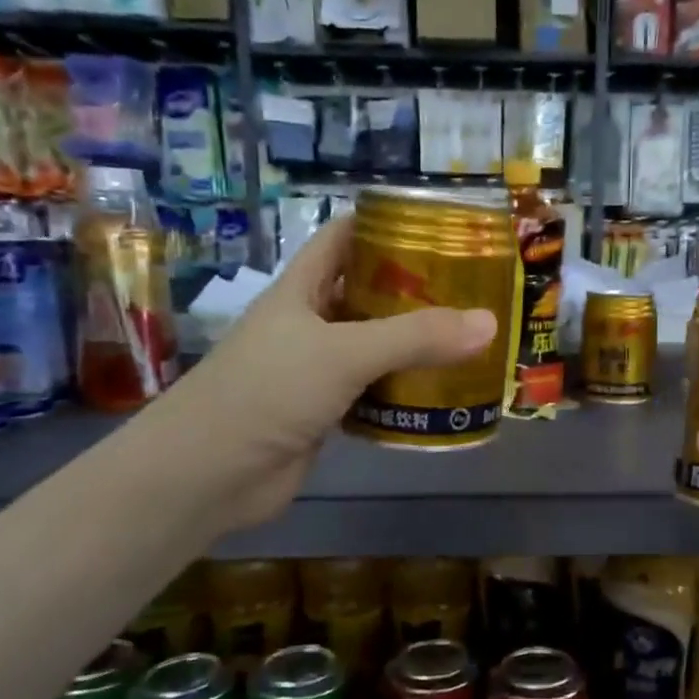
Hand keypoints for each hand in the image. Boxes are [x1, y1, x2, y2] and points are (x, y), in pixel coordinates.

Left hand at [164, 217, 496, 529]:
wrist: (208, 474)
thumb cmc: (268, 392)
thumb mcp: (344, 353)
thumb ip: (416, 338)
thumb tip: (490, 322)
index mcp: (302, 289)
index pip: (343, 238)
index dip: (385, 225)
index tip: (440, 228)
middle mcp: (308, 323)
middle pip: (368, 294)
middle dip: (416, 291)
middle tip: (473, 291)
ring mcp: (315, 370)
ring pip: (374, 348)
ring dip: (415, 347)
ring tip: (470, 340)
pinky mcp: (324, 413)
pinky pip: (373, 393)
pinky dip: (404, 393)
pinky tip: (442, 395)